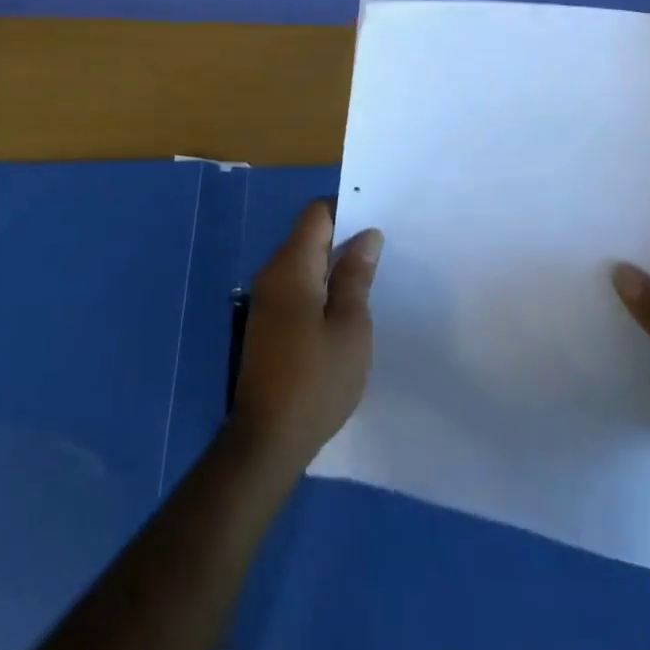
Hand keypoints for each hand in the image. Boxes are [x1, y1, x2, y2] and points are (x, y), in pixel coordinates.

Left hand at [228, 200, 383, 472]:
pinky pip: (297, 285)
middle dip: (343, 235)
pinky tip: (345, 306)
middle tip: (382, 247)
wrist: (266, 441)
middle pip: (308, 234)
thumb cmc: (315, 381)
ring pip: (303, 261)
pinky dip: (321, 285)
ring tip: (370, 275)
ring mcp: (266, 299)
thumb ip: (356, 276)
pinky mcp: (267, 323)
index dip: (347, 208)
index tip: (378, 217)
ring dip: (333, 263)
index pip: (317, 213)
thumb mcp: (350, 327)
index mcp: (292, 266)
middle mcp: (273, 273)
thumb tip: (367, 235)